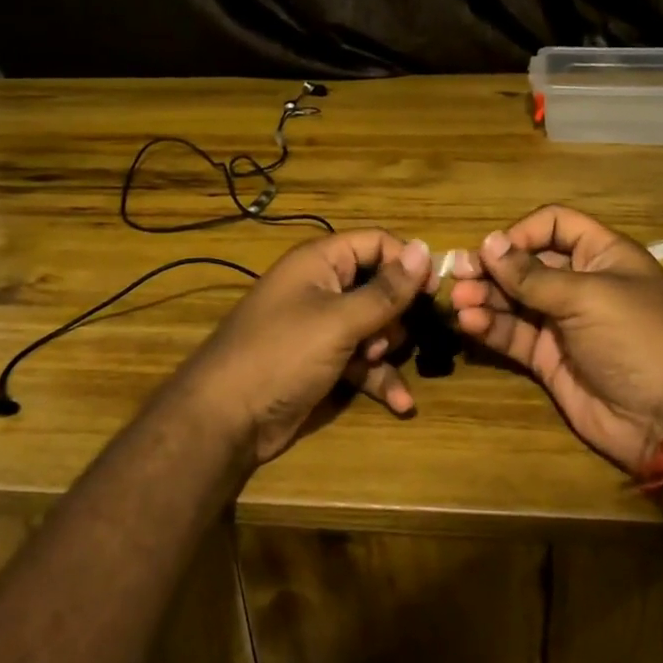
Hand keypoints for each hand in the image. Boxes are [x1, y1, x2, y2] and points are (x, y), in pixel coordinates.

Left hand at [171, 229, 433, 465]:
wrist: (226, 420)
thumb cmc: (282, 355)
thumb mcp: (339, 321)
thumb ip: (386, 290)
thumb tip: (424, 248)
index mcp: (320, 262)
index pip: (376, 243)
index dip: (407, 262)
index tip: (436, 289)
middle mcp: (323, 288)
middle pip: (379, 287)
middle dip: (395, 314)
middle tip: (393, 335)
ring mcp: (322, 328)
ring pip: (375, 327)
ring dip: (385, 349)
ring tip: (372, 365)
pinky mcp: (324, 364)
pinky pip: (363, 362)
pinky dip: (379, 378)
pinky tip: (401, 402)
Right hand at [447, 206, 662, 472]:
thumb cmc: (637, 338)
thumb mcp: (588, 297)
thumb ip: (532, 275)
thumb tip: (488, 242)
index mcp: (601, 255)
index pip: (554, 225)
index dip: (522, 232)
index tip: (494, 250)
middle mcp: (579, 283)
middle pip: (526, 263)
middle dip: (492, 267)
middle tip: (457, 275)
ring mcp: (562, 322)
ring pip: (513, 299)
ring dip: (484, 297)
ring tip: (458, 302)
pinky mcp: (547, 358)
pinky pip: (512, 334)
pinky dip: (490, 327)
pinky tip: (469, 323)